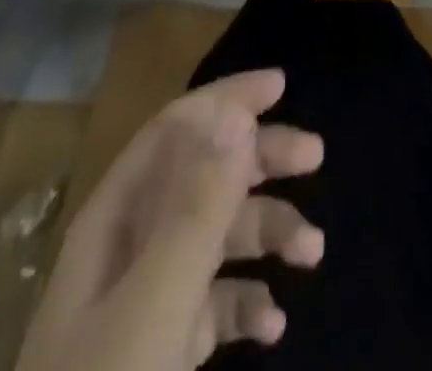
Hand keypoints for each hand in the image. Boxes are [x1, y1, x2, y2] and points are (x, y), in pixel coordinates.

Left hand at [16, 70, 323, 370]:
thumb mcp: (153, 306)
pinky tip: (273, 324)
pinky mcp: (159, 351)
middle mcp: (129, 247)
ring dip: (266, 233)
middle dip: (259, 158)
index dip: (226, 100)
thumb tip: (235, 115)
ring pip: (215, 238)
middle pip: (202, 176)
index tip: (280, 87)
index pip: (176, 130)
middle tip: (315, 155)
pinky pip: (212, 304)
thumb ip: (196, 210)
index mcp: (115, 221)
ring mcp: (144, 300)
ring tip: (312, 253)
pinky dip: (247, 303)